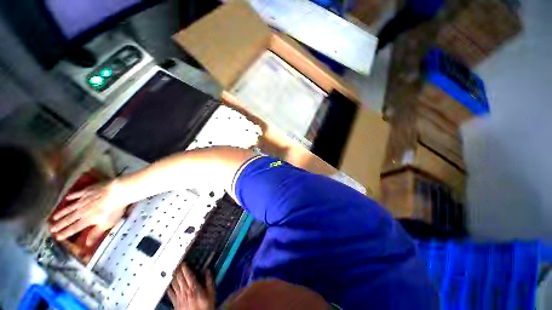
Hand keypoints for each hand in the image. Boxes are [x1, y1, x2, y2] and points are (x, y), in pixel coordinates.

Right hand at [50, 181, 127, 245]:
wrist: (118, 192)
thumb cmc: (114, 209)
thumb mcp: (107, 224)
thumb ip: (96, 233)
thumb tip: (87, 245)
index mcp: (87, 219)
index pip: (74, 228)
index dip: (65, 233)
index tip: (57, 237)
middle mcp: (82, 210)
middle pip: (69, 219)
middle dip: (60, 224)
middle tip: (51, 228)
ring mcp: (84, 199)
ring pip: (70, 207)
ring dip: (62, 212)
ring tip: (54, 217)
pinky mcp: (88, 190)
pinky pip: (78, 194)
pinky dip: (72, 196)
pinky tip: (67, 198)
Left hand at [167, 264, 214, 309]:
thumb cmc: (206, 305)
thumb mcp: (211, 293)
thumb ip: (209, 281)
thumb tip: (208, 270)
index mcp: (194, 287)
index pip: (187, 274)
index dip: (184, 267)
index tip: (184, 262)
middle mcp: (185, 291)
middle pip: (179, 278)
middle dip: (178, 270)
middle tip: (178, 264)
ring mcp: (179, 297)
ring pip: (173, 284)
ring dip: (173, 277)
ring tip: (173, 271)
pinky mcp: (175, 303)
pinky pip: (170, 293)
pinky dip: (169, 287)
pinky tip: (169, 285)